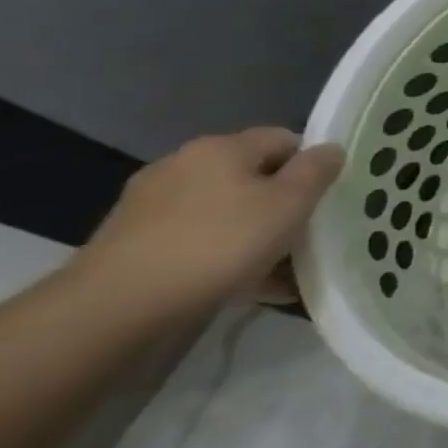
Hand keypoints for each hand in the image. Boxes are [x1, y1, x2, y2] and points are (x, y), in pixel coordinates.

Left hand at [71, 129, 344, 313]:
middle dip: (281, 204)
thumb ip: (316, 171)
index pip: (284, 139)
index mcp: (221, 148)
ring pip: (225, 211)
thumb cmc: (219, 244)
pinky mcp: (133, 243)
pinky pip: (197, 240)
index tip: (326, 199)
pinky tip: (240, 285)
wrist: (116, 308)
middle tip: (306, 236)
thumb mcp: (290, 204)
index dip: (311, 165)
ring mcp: (151, 205)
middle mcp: (182, 165)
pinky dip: (222, 256)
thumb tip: (330, 149)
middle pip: (252, 176)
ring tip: (278, 269)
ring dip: (254, 233)